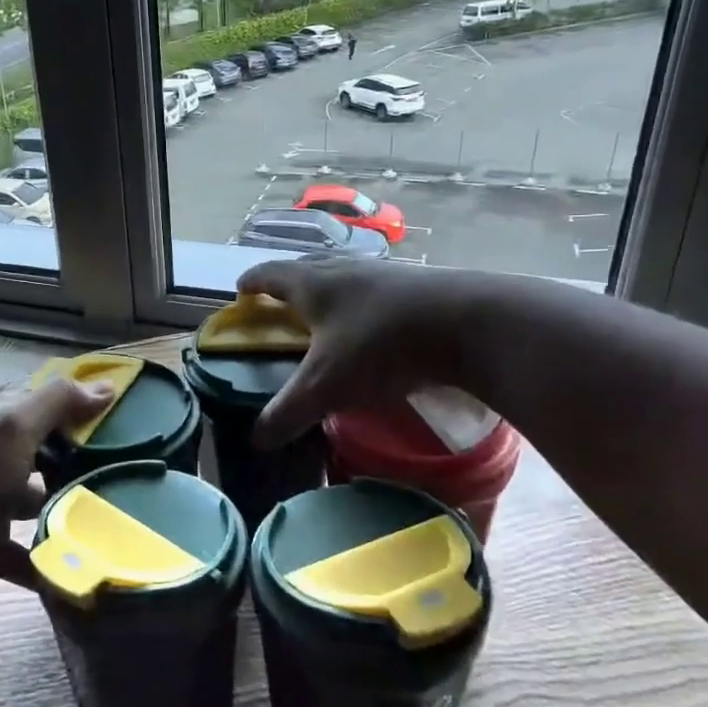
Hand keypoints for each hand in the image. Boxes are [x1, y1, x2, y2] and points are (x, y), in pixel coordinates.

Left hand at [0, 377, 112, 615]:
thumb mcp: (12, 428)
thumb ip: (56, 403)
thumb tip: (107, 386)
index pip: (38, 407)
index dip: (75, 408)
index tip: (118, 419)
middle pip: (40, 455)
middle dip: (75, 463)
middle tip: (121, 471)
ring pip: (33, 503)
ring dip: (64, 511)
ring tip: (108, 518)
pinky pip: (25, 554)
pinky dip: (48, 561)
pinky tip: (79, 566)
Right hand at [236, 256, 477, 446]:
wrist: (467, 324)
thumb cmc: (381, 346)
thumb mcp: (327, 385)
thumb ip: (289, 411)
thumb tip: (256, 439)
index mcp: (313, 284)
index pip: (270, 273)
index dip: (252, 282)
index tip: (239, 291)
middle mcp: (344, 270)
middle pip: (306, 267)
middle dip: (287, 282)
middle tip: (277, 301)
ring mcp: (383, 274)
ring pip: (343, 276)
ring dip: (327, 289)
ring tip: (324, 312)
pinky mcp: (416, 286)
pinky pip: (375, 289)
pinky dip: (361, 302)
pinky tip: (371, 324)